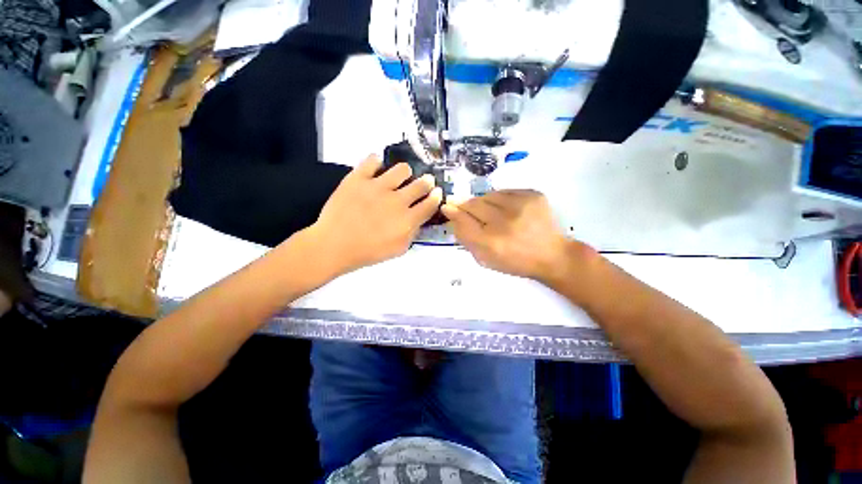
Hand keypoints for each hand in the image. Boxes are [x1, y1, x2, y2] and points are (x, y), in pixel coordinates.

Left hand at [308, 154, 442, 275]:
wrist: (333, 246)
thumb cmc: (367, 252)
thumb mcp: (398, 250)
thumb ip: (412, 233)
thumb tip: (419, 218)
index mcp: (407, 220)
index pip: (430, 203)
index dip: (436, 196)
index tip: (436, 192)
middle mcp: (397, 200)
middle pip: (421, 184)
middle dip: (426, 182)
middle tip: (425, 182)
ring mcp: (377, 187)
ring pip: (402, 169)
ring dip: (404, 173)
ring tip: (398, 177)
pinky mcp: (358, 178)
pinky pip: (372, 160)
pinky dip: (377, 163)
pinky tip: (376, 169)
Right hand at [441, 190, 588, 283]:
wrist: (552, 255)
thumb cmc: (515, 261)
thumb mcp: (486, 258)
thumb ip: (466, 238)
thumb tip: (452, 214)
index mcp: (491, 243)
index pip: (463, 221)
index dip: (454, 212)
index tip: (447, 206)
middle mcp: (504, 223)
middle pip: (473, 204)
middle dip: (466, 205)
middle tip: (464, 207)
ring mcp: (521, 206)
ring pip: (488, 195)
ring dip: (483, 202)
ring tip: (489, 212)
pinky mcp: (533, 195)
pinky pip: (504, 191)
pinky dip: (499, 198)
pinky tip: (504, 209)